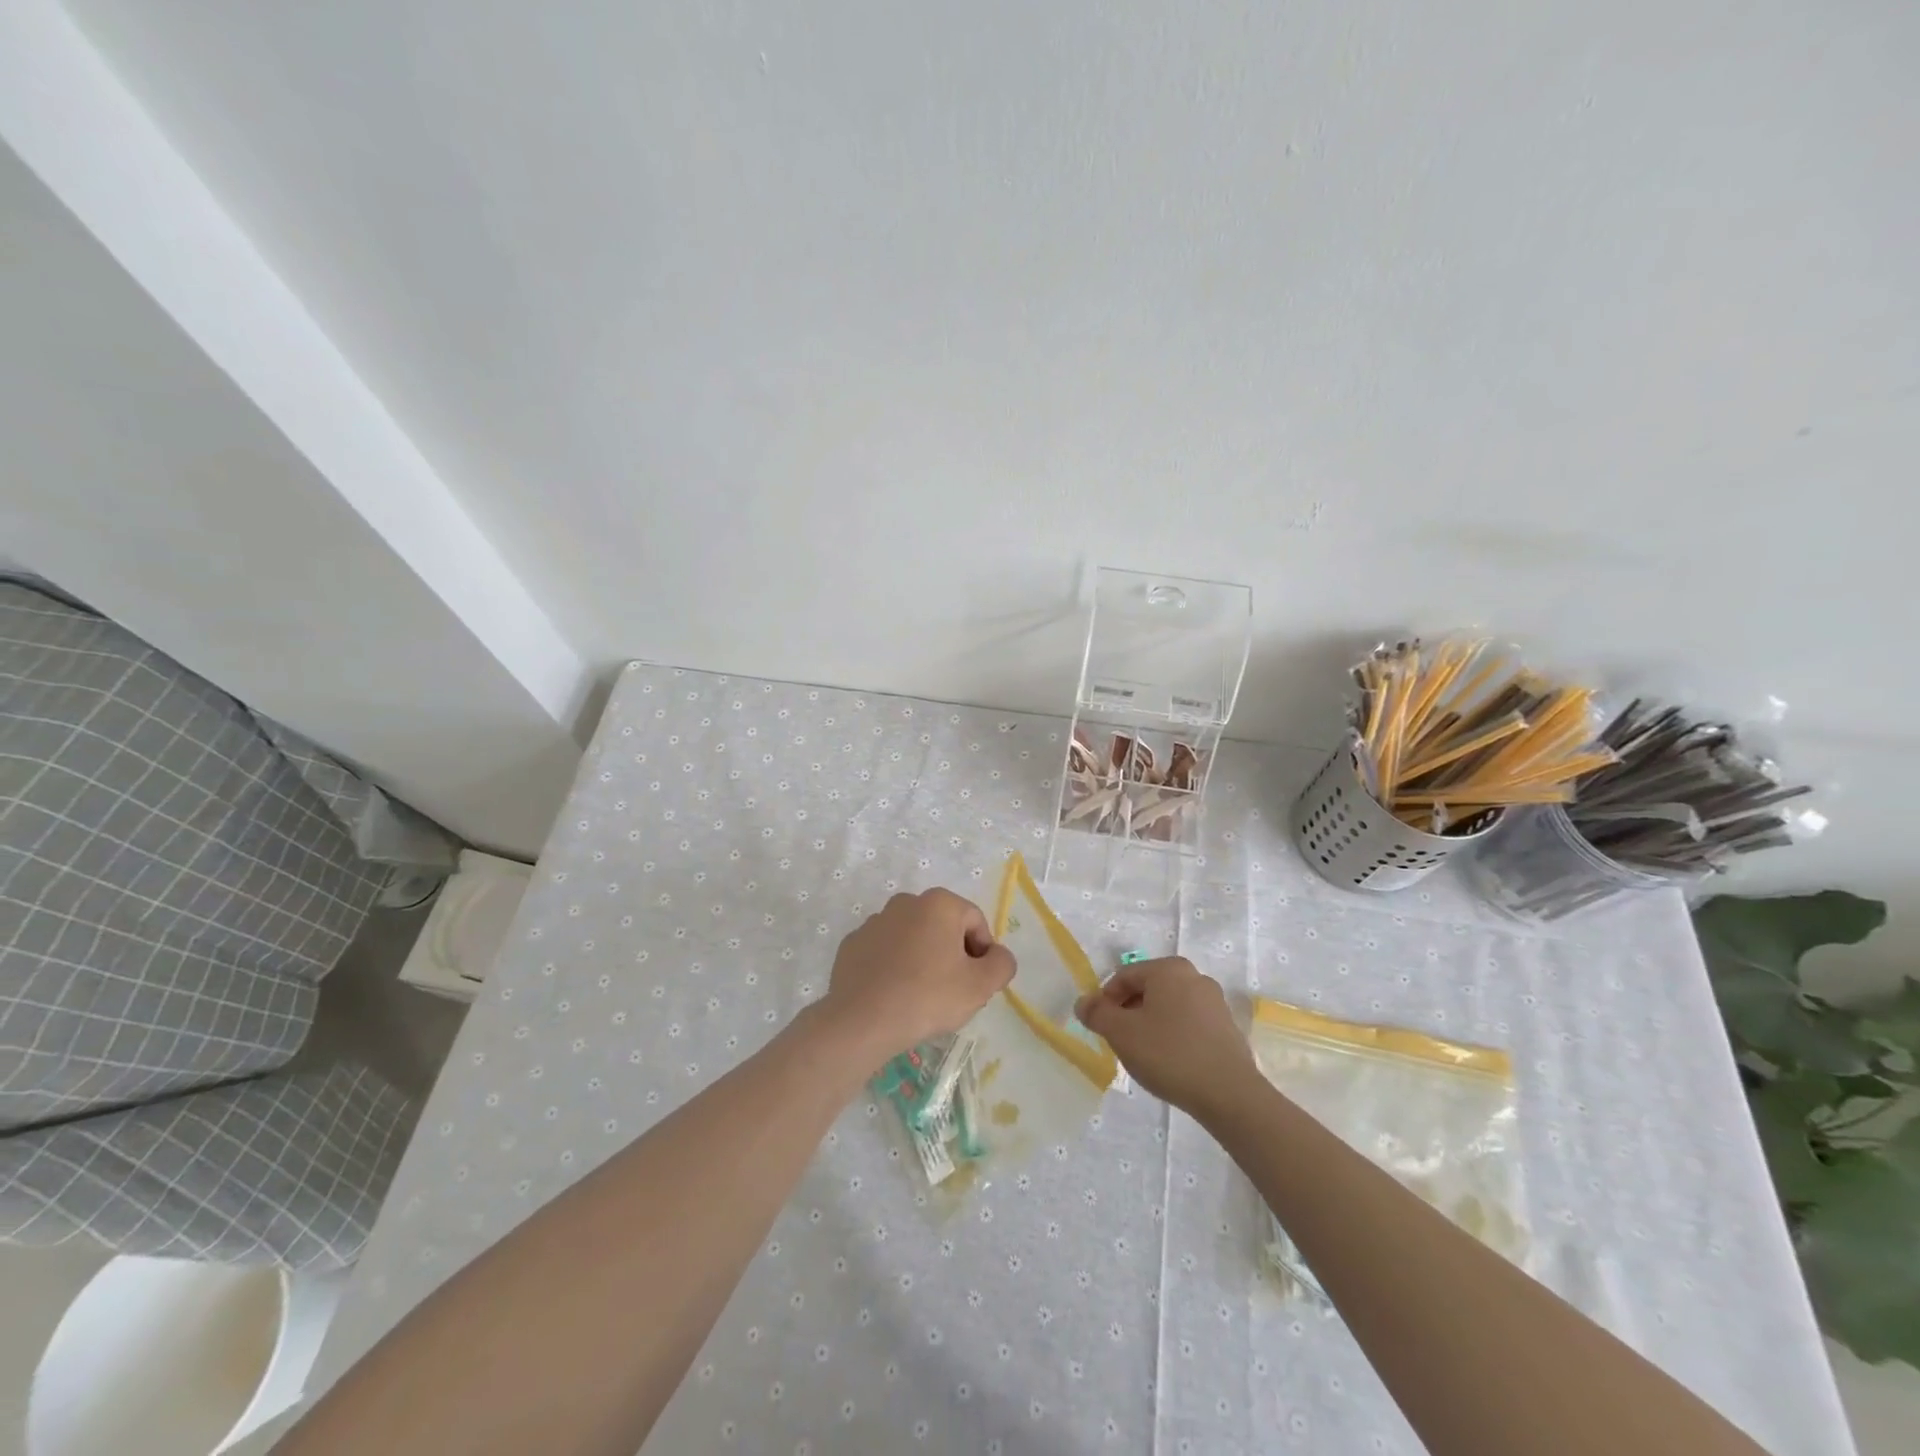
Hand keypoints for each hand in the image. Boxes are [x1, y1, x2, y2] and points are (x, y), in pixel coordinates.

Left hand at [817, 889, 1015, 1070]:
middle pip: (943, 927)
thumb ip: (1002, 964)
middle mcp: (905, 902)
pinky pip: (884, 952)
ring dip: (922, 959)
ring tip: (920, 996)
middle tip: (952, 991)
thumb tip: (998, 955)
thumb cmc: (928, 997)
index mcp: (939, 903)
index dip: (983, 953)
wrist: (861, 1021)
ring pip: (912, 938)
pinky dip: (893, 967)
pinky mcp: (852, 944)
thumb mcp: (980, 986)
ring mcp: (874, 922)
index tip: (976, 983)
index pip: (975, 922)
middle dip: (952, 954)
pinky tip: (893, 995)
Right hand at [1074, 957, 1257, 1119]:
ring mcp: (1214, 1002)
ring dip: (1150, 1025)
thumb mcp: (1121, 1033)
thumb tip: (1083, 1003)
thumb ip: (1097, 1014)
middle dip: (1128, 1012)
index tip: (1100, 1028)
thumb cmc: (1169, 1054)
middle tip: (1119, 1041)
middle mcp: (1194, 976)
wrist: (1229, 1094)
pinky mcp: (1227, 1028)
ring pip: (1168, 1007)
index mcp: (1168, 969)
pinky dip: (1173, 1036)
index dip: (1105, 1000)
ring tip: (1144, 1055)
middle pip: (1147, 989)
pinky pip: (1189, 1024)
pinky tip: (1170, 1062)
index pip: (1124, 976)